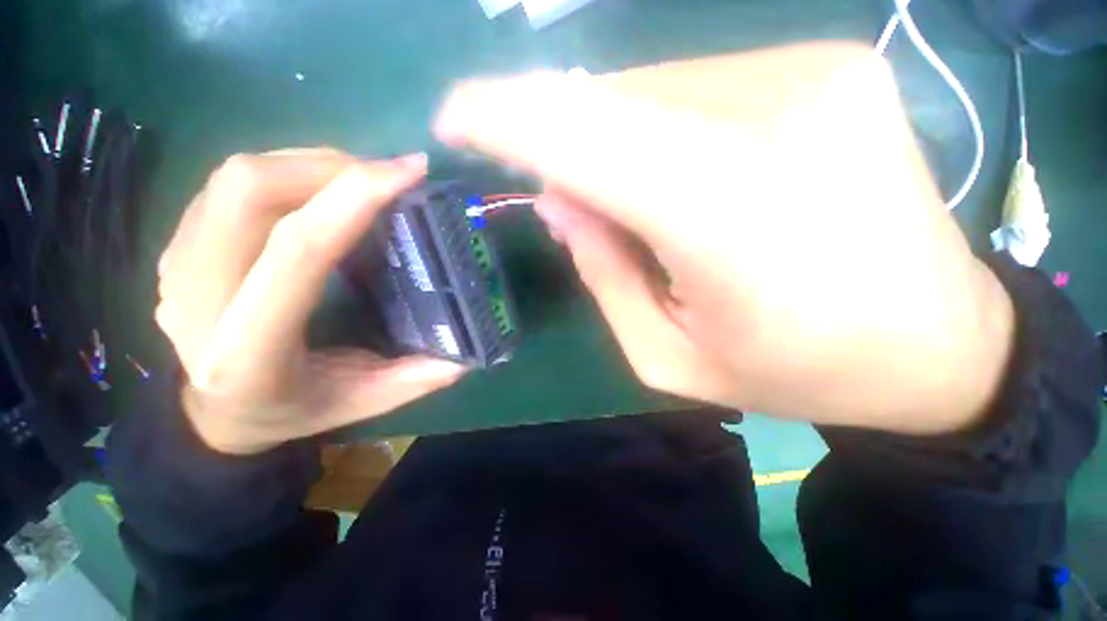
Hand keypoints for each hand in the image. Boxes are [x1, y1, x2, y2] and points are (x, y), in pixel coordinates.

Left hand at [156, 150, 464, 454]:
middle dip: (331, 168)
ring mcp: (176, 266)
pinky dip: (285, 174)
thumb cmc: (290, 411)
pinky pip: (228, 186)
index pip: (300, 249)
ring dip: (309, 165)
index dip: (356, 197)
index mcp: (248, 349)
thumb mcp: (360, 403)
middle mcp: (196, 299)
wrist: (212, 413)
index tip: (409, 171)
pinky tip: (320, 193)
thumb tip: (466, 352)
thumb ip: (415, 378)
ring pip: (236, 179)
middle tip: (387, 177)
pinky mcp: (177, 246)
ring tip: (361, 181)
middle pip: (250, 191)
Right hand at [435, 43, 1014, 433]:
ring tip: (643, 205)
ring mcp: (814, 71)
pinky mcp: (831, 62)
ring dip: (614, 137)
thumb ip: (602, 276)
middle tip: (566, 196)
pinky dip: (660, 125)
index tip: (454, 117)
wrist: (938, 342)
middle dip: (559, 137)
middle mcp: (778, 114)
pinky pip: (696, 83)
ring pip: (649, 85)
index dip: (503, 115)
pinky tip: (689, 176)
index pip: (582, 132)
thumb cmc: (802, 369)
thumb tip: (555, 197)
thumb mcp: (673, 357)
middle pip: (608, 99)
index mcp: (732, 215)